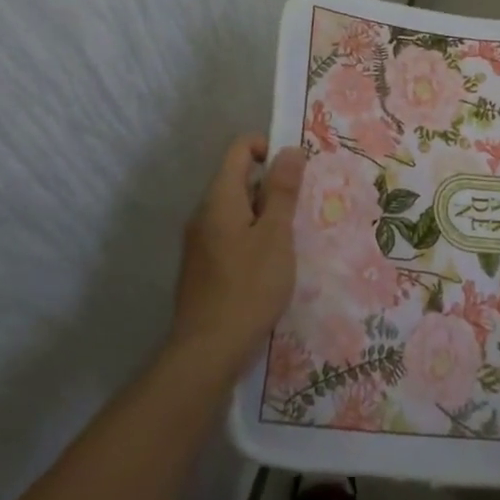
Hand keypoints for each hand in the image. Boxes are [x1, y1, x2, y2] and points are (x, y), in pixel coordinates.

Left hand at [171, 136, 305, 381]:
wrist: (208, 350)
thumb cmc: (249, 287)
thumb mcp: (276, 235)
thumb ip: (282, 191)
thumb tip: (289, 150)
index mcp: (219, 198)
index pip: (240, 149)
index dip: (268, 149)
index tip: (295, 173)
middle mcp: (203, 213)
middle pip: (238, 179)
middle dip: (272, 187)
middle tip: (300, 212)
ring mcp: (199, 241)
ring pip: (236, 210)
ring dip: (265, 215)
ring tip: (291, 240)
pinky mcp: (202, 266)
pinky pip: (230, 235)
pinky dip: (252, 237)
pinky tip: (270, 265)